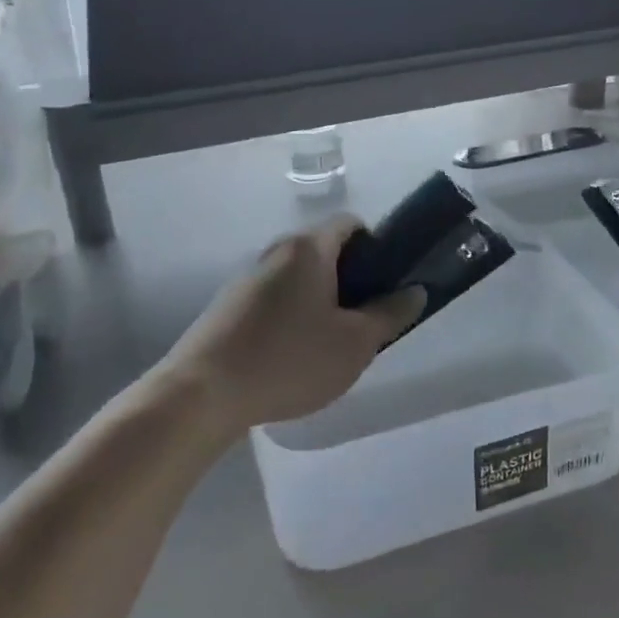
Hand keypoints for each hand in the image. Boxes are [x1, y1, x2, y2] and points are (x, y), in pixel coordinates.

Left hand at [161, 218, 425, 427]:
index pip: (351, 224)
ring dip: (321, 303)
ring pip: (299, 280)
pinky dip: (292, 319)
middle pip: (324, 253)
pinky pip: (274, 301)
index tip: (385, 285)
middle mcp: (275, 252)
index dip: (377, 247)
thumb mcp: (356, 343)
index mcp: (309, 249)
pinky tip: (292, 359)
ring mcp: (246, 279)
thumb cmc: (290, 359)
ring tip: (328, 348)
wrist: (203, 393)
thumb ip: (390, 314)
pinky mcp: (228, 307)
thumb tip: (415, 291)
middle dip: (351, 282)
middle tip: (363, 323)